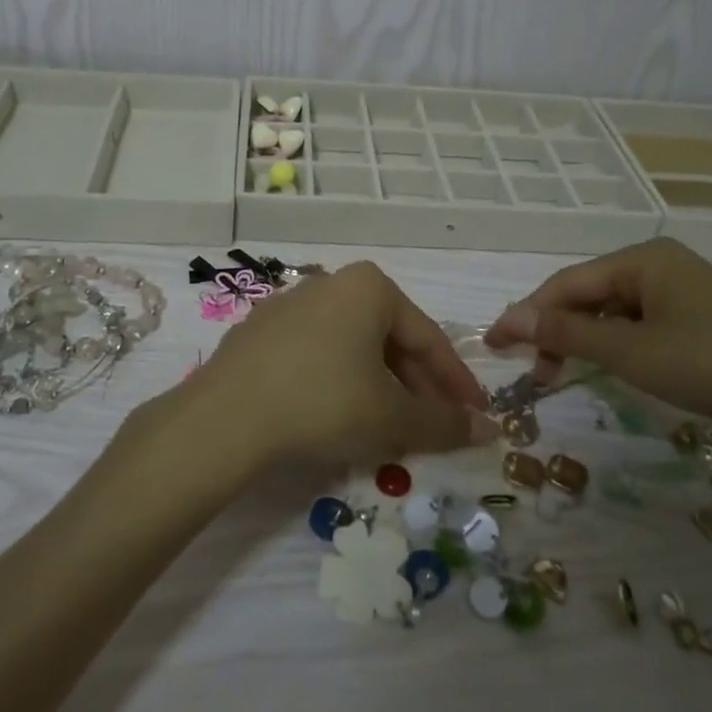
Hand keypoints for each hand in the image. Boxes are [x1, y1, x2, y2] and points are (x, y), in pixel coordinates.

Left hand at [179, 262, 496, 469]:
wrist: (225, 417)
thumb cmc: (324, 403)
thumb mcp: (392, 418)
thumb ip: (443, 422)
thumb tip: (486, 429)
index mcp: (370, 287)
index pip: (428, 339)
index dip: (457, 383)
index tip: (475, 416)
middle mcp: (331, 283)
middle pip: (389, 339)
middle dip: (416, 385)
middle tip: (434, 426)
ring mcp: (289, 304)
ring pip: (352, 347)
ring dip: (378, 385)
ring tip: (389, 427)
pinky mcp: (259, 332)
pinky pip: (316, 354)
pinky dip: (338, 382)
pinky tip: (338, 416)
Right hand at [486, 239, 711, 463]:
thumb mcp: (633, 352)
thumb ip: (566, 334)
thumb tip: (507, 319)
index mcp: (641, 259)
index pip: (565, 284)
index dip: (526, 315)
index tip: (494, 347)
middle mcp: (660, 265)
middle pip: (589, 295)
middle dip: (557, 331)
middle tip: (537, 373)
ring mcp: (686, 291)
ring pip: (616, 312)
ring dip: (588, 342)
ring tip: (570, 376)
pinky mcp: (705, 319)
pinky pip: (644, 325)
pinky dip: (621, 347)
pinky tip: (619, 370)